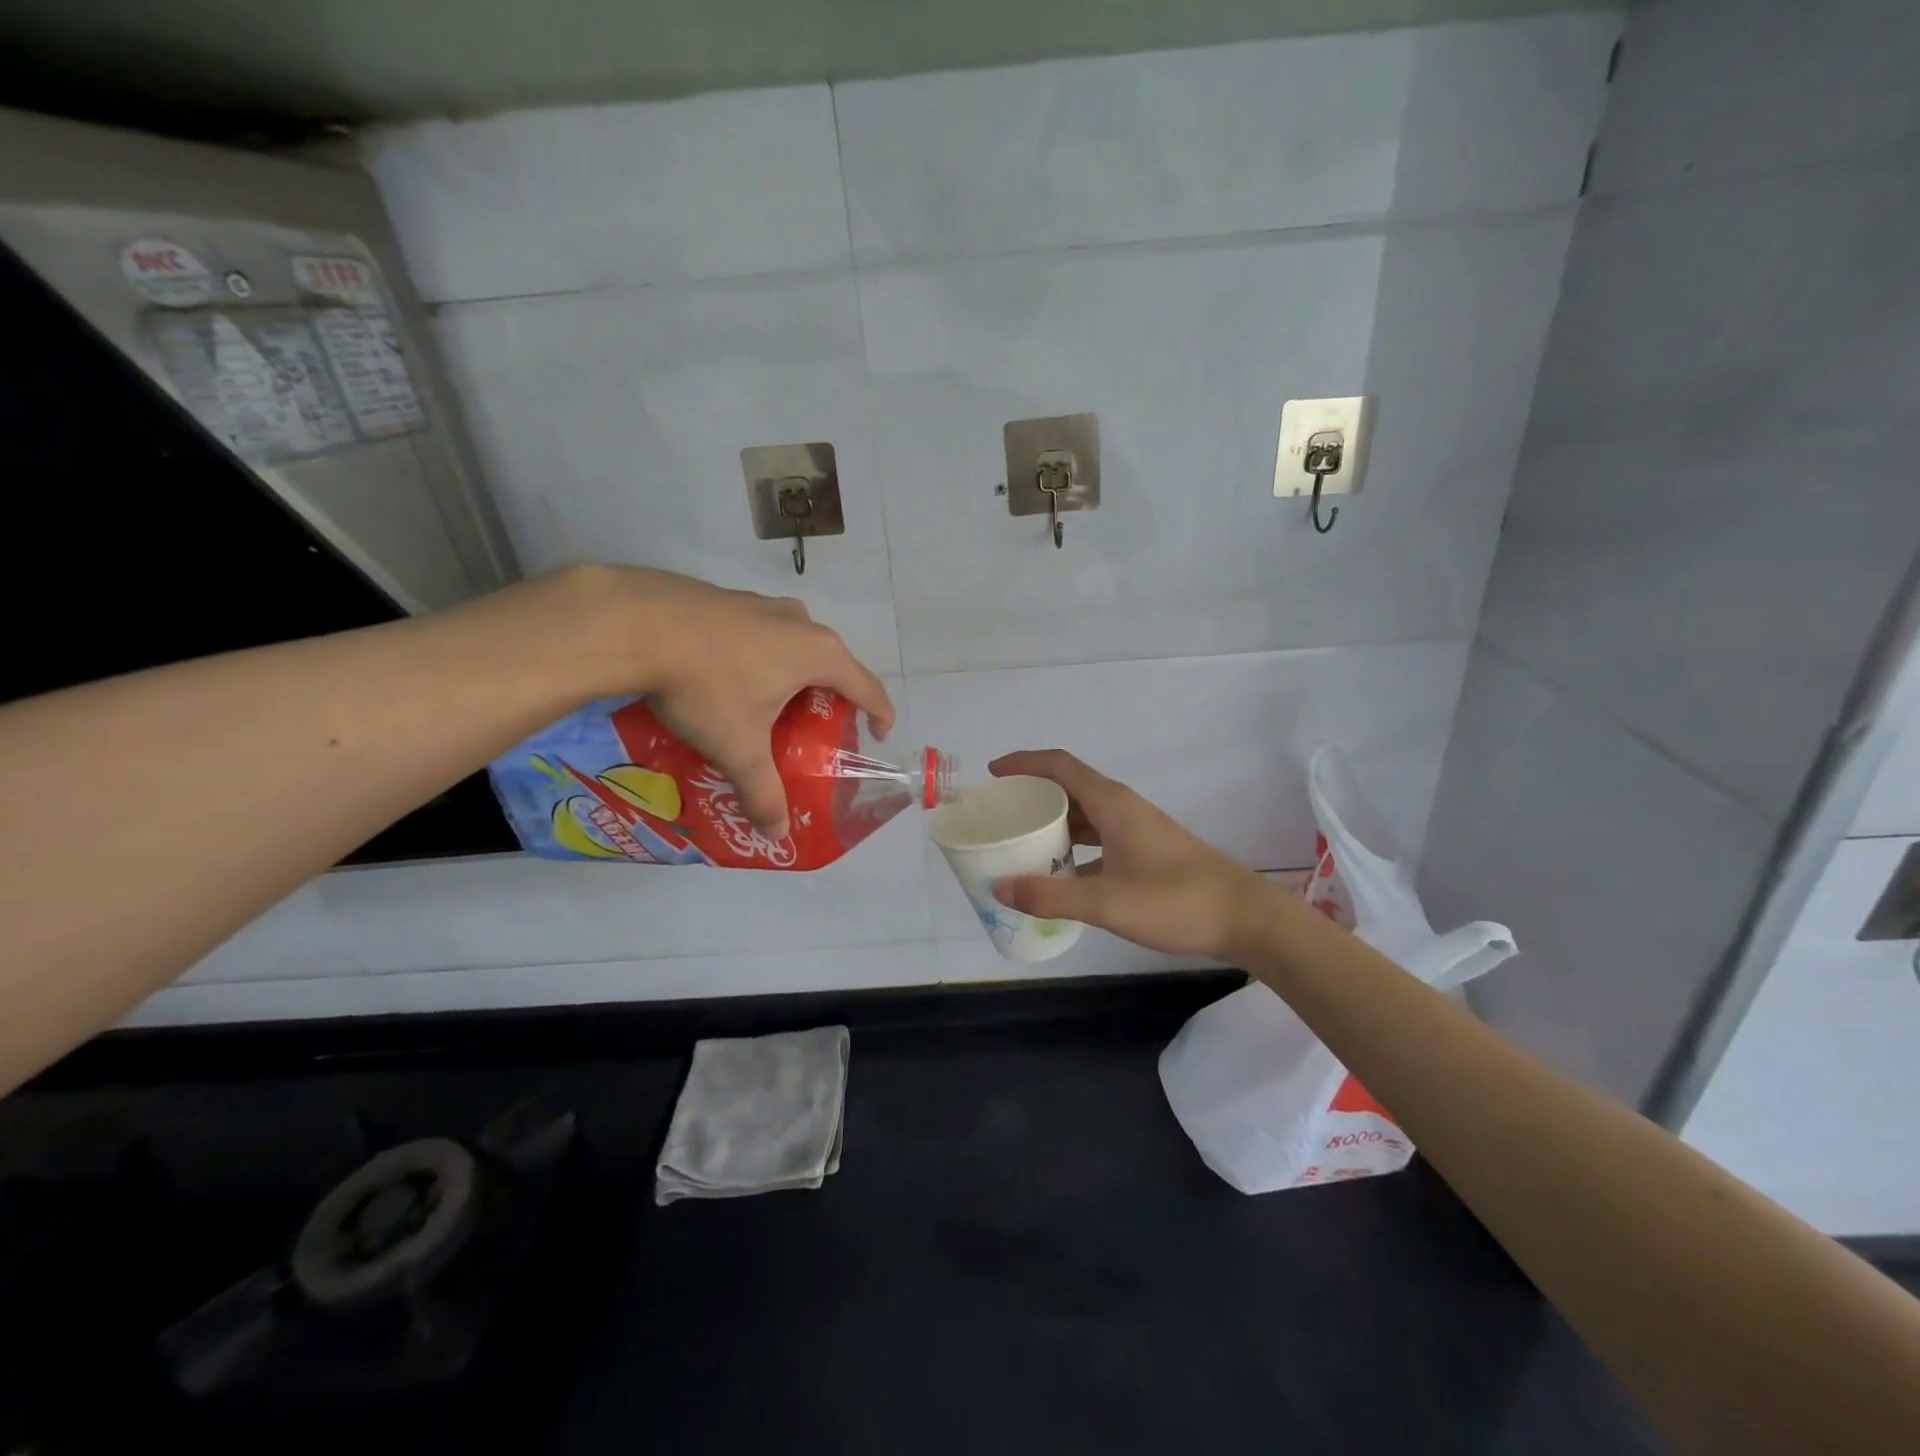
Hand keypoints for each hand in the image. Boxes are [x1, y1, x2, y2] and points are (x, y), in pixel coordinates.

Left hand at [559, 564, 893, 838]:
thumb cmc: (706, 686)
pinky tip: (726, 675)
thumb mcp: (738, 747)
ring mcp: (762, 604)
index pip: (867, 686)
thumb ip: (762, 792)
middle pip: (831, 663)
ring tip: (770, 702)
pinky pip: (759, 631)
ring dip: (791, 672)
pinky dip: (758, 655)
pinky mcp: (728, 597)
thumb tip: (777, 836)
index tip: (880, 733)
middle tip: (814, 728)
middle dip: (829, 696)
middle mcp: (800, 622)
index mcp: (818, 654)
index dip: (879, 712)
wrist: (634, 624)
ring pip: (793, 642)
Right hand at [988, 749, 1274, 960]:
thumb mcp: (1107, 902)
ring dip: (1054, 824)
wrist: (1245, 918)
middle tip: (1001, 816)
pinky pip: (1099, 837)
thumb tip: (999, 887)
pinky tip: (1061, 875)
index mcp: (1112, 804)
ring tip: (1022, 843)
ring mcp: (1137, 829)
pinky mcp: (1147, 851)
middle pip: (1069, 788)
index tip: (993, 774)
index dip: (1024, 763)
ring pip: (1085, 814)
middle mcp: (1122, 807)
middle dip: (1033, 796)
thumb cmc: (1176, 901)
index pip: (1059, 765)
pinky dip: (1074, 848)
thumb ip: (1051, 896)